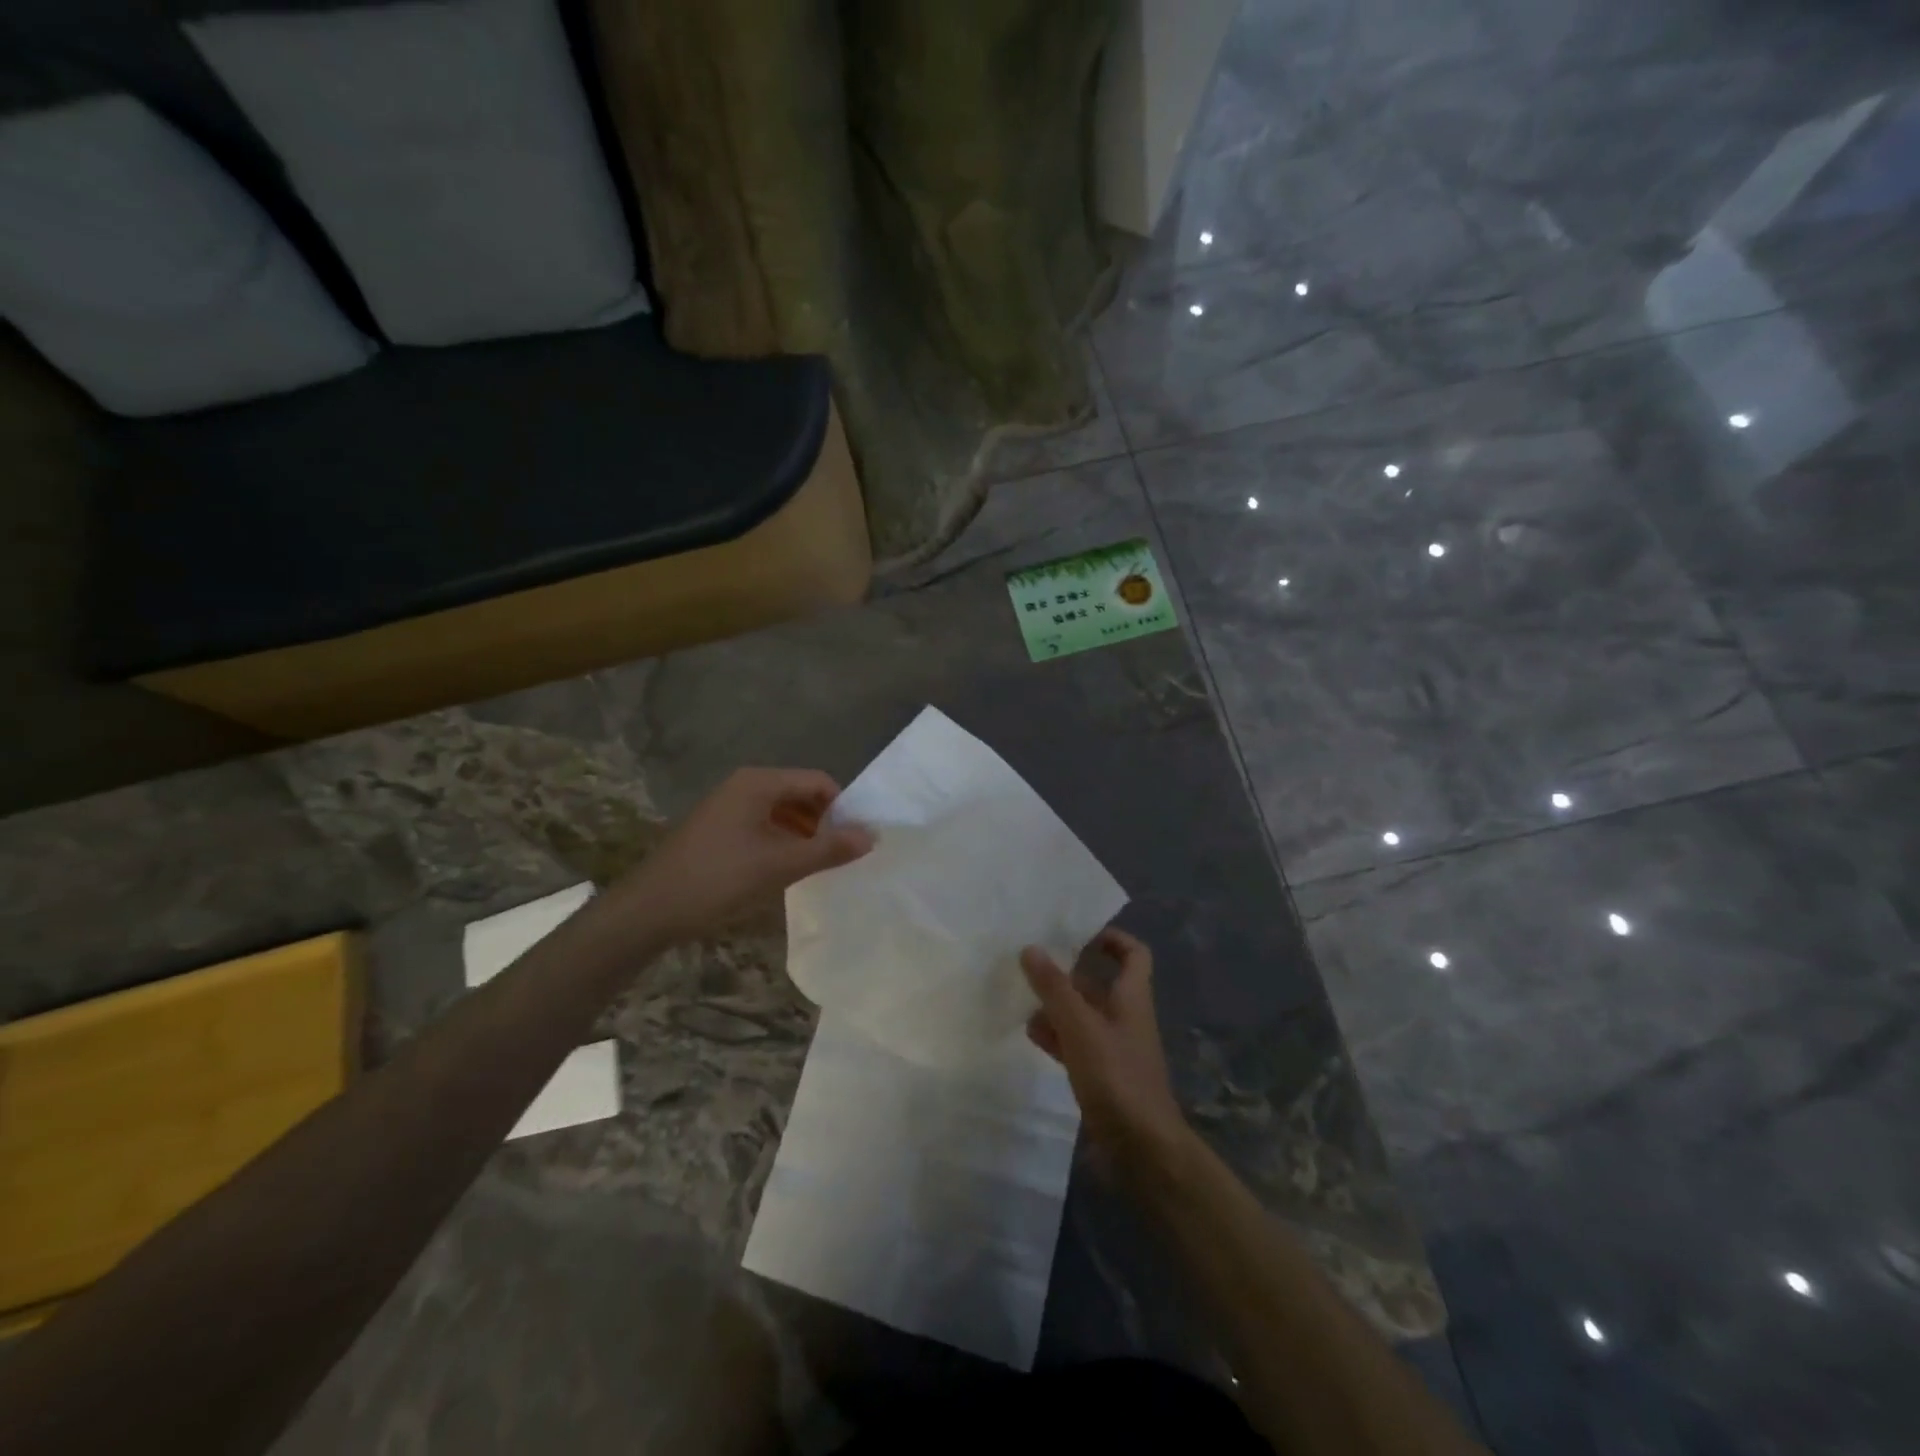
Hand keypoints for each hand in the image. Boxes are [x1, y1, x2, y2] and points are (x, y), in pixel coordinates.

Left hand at [608, 768, 872, 942]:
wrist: (650, 910)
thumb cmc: (719, 879)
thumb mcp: (780, 865)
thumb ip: (829, 849)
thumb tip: (872, 836)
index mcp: (758, 782)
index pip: (818, 782)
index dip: (842, 808)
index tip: (855, 841)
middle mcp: (744, 786)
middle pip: (800, 794)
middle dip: (824, 823)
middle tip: (841, 857)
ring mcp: (728, 807)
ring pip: (782, 813)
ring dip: (804, 835)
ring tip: (818, 867)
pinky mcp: (718, 830)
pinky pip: (763, 827)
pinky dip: (782, 843)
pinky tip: (787, 871)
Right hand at [1022, 927, 1190, 1178]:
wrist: (1142, 1150)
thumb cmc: (1117, 1078)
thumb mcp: (1081, 1027)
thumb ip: (1055, 988)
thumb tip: (1031, 947)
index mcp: (1132, 998)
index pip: (1133, 954)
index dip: (1111, 938)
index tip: (1077, 931)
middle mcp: (1125, 1018)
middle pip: (1100, 983)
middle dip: (1069, 972)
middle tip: (1033, 962)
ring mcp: (1113, 1049)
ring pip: (1083, 1014)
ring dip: (1057, 1005)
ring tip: (1022, 996)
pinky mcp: (1101, 1077)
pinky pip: (1076, 1044)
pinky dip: (1056, 1035)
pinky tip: (1031, 1034)